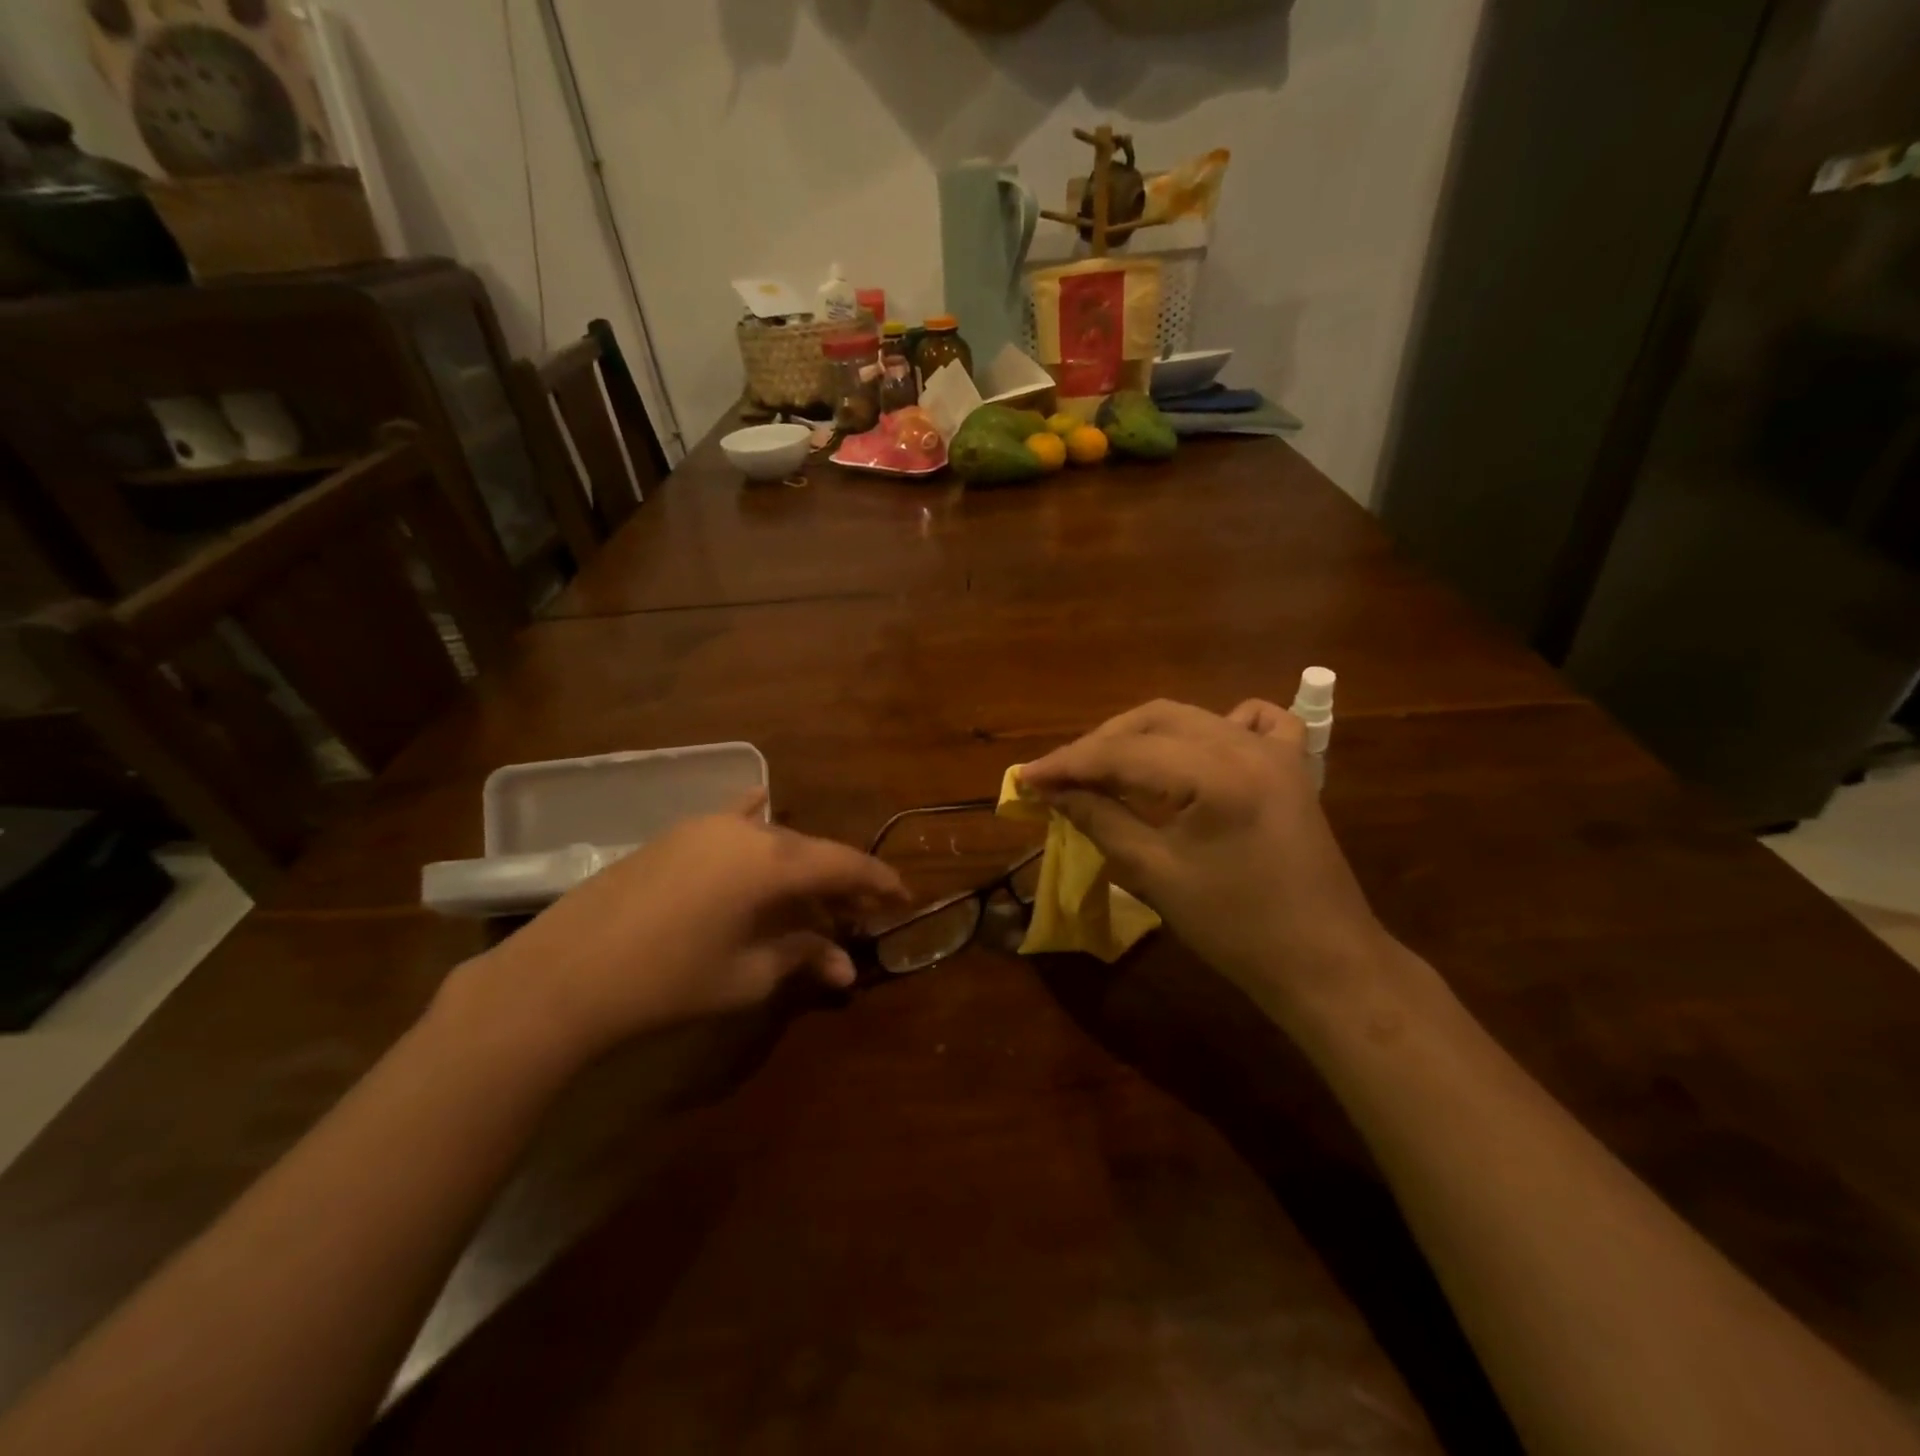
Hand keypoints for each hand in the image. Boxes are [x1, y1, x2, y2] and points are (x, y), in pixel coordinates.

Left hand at [454, 796, 906, 1066]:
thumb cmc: (669, 981)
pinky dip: (756, 825)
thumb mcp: (747, 975)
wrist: (564, 976)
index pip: (844, 864)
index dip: (879, 882)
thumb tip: (846, 965)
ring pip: (773, 841)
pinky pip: (732, 826)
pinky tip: (763, 804)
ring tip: (815, 898)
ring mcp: (705, 827)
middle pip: (810, 852)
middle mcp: (746, 830)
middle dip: (839, 882)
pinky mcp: (674, 836)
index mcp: (772, 861)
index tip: (904, 898)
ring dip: (799, 868)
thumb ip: (803, 957)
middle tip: (861, 913)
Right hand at [1019, 699, 1389, 1021]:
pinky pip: (1250, 722)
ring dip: (1142, 735)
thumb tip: (1054, 793)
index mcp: (1215, 774)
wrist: (1323, 962)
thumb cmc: (1236, 928)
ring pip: (1192, 718)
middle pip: (1154, 721)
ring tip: (1106, 766)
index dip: (1069, 763)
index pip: (1124, 753)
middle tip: (1061, 775)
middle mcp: (1246, 745)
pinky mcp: (1292, 766)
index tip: (1026, 777)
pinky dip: (1212, 726)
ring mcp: (1275, 751)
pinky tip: (1194, 750)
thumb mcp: (1156, 874)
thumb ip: (1101, 820)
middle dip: (1100, 744)